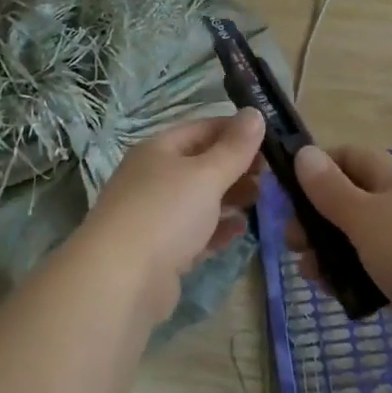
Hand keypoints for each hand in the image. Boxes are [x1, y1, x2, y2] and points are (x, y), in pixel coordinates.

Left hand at [77, 111, 266, 316]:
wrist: (121, 280)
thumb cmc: (165, 213)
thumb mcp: (206, 174)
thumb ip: (235, 147)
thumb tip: (254, 112)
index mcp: (159, 150)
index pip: (202, 129)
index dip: (235, 130)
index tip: (271, 140)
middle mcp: (153, 178)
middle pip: (201, 164)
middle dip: (236, 166)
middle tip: (270, 175)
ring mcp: (155, 215)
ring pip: (199, 199)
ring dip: (230, 197)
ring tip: (260, 200)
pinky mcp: (161, 251)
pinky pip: (196, 232)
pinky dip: (218, 229)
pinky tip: (241, 230)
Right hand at [290, 144, 391, 371]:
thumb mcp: (366, 216)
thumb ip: (331, 189)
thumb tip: (303, 153)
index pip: (349, 157)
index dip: (318, 166)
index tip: (288, 190)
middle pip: (348, 199)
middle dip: (315, 216)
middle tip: (292, 240)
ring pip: (355, 238)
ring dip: (326, 250)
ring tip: (308, 271)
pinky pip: (368, 270)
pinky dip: (347, 277)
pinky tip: (332, 292)